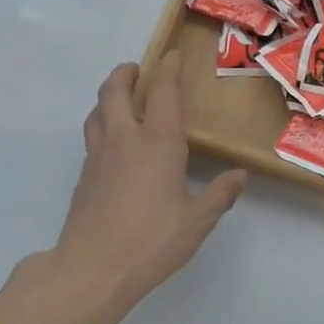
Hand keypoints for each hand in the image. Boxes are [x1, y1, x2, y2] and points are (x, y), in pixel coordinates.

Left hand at [45, 51, 246, 309]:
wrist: (92, 268)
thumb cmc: (152, 241)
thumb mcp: (197, 220)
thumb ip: (219, 194)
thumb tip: (239, 175)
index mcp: (158, 144)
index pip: (163, 94)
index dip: (168, 70)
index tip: (172, 54)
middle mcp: (125, 140)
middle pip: (115, 92)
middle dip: (125, 74)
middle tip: (137, 69)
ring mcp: (99, 157)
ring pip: (97, 112)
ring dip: (108, 97)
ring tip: (120, 98)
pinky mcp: (84, 176)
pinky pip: (92, 136)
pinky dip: (102, 124)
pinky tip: (114, 143)